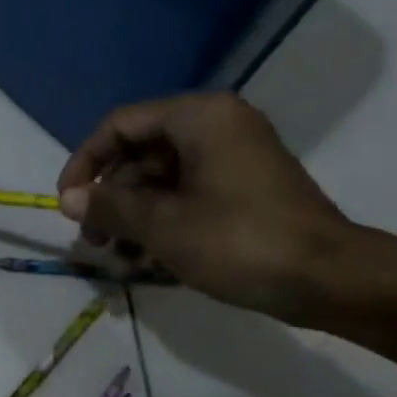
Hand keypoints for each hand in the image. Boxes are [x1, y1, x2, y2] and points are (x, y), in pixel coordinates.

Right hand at [56, 93, 360, 324]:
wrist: (330, 279)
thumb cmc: (240, 241)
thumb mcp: (163, 225)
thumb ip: (110, 206)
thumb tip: (69, 199)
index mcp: (198, 117)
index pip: (120, 125)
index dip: (85, 162)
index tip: (66, 203)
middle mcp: (216, 125)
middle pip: (141, 151)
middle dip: (110, 196)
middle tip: (93, 239)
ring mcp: (234, 157)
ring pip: (162, 177)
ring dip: (133, 214)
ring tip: (117, 255)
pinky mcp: (245, 187)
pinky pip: (188, 193)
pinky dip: (163, 219)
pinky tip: (145, 258)